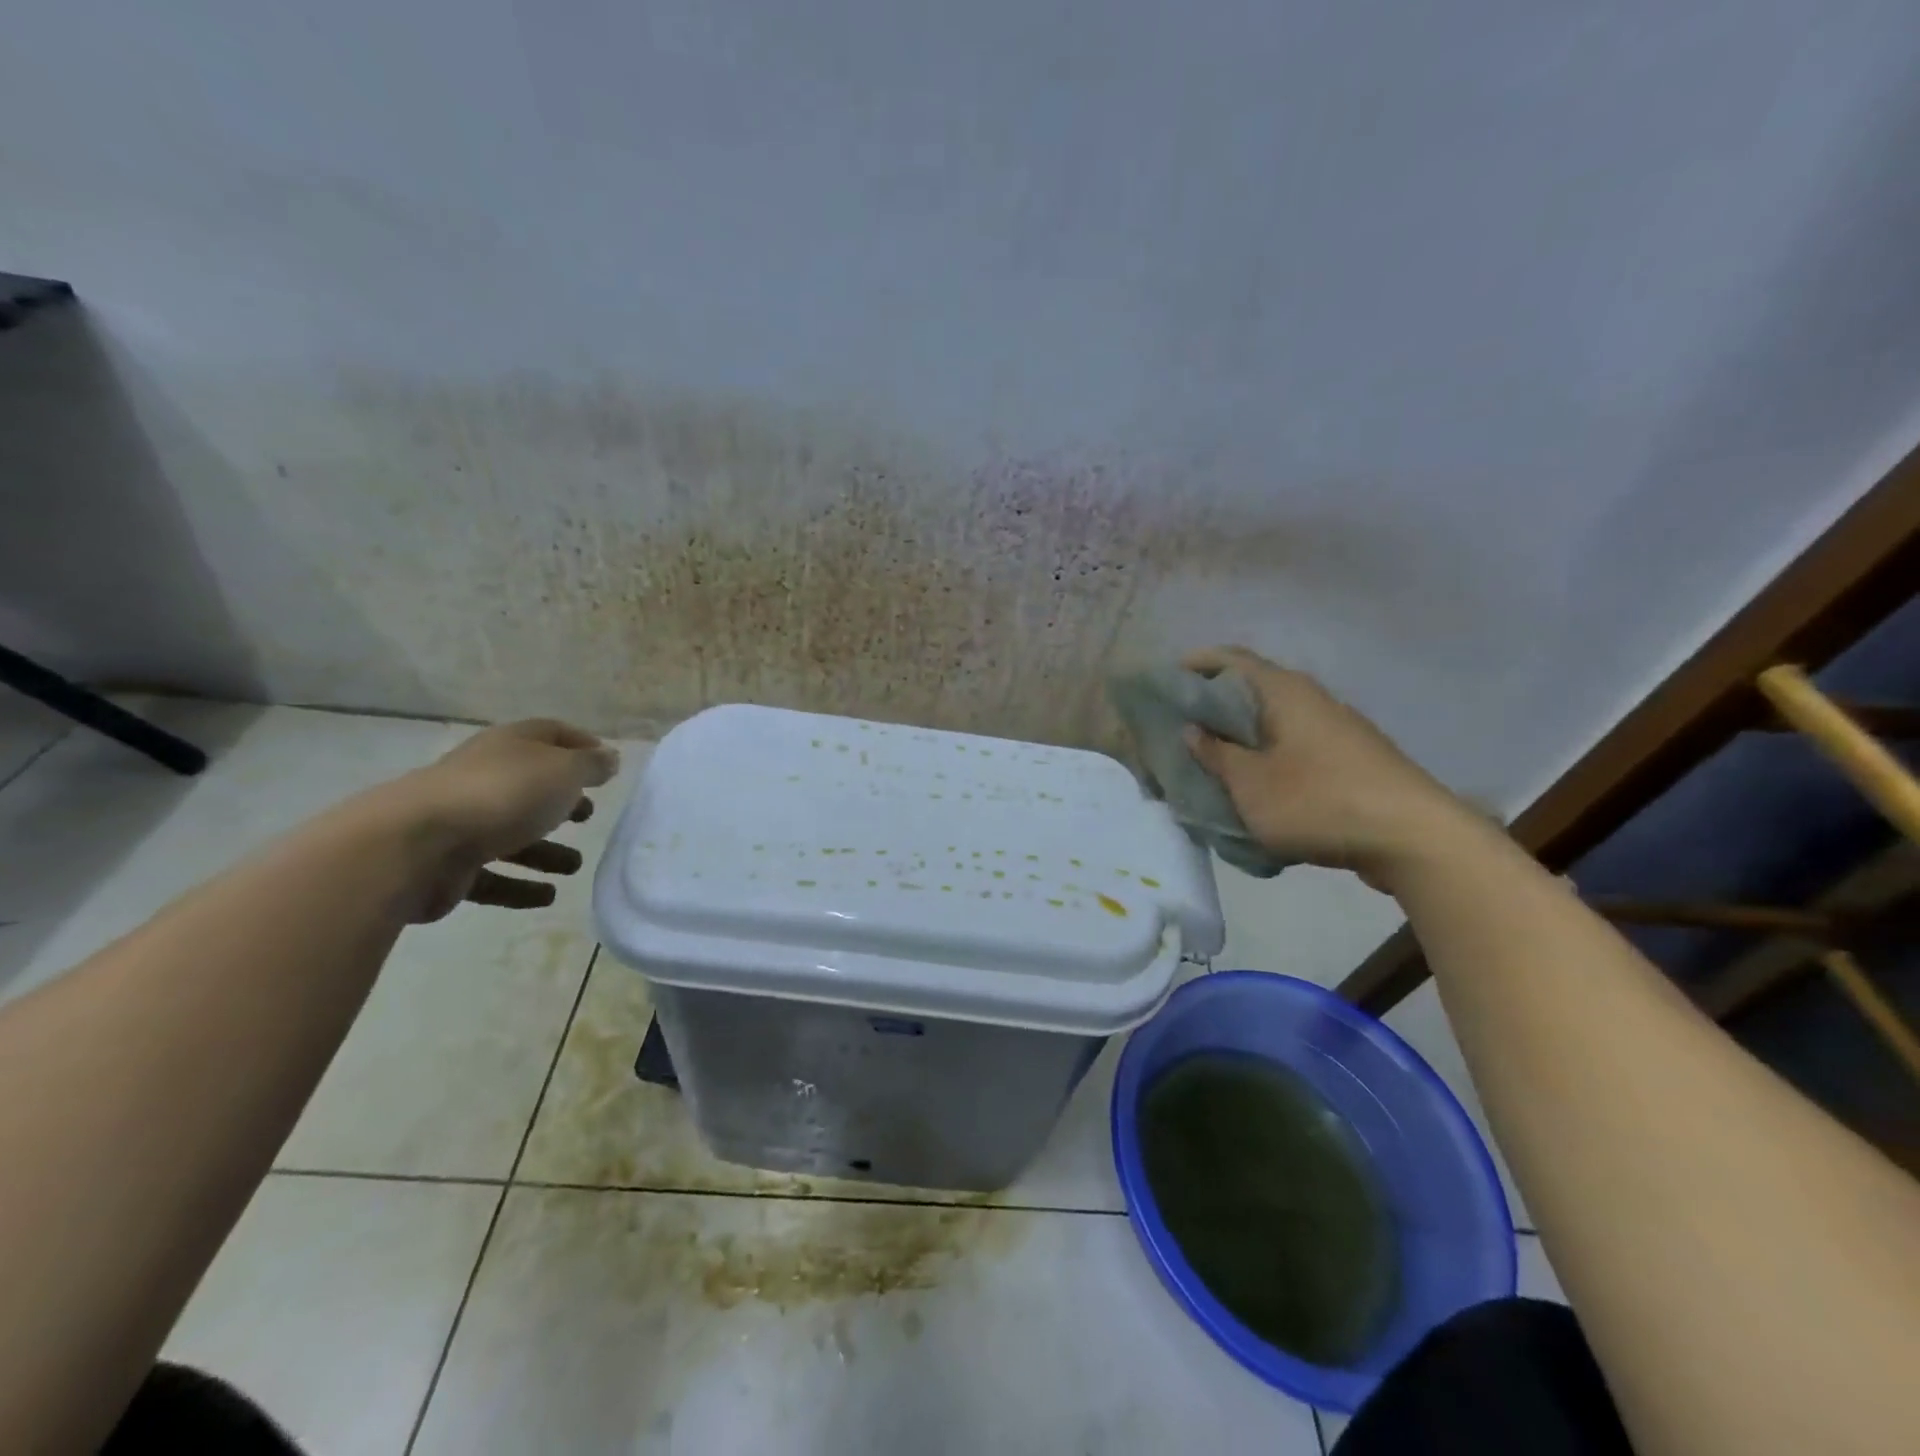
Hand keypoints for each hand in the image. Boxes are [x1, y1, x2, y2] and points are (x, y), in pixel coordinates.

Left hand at [389, 720, 621, 921]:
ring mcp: (463, 821)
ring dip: (545, 850)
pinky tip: (547, 896)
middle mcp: (485, 777)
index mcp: (510, 746)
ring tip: (574, 866)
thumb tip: (608, 758)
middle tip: (588, 814)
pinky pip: (493, 875)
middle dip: (561, 800)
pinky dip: (520, 885)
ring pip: (512, 833)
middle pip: (530, 784)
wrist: (413, 845)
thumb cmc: (502, 794)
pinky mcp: (448, 865)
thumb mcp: (563, 771)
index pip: (551, 734)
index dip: (581, 744)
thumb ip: (591, 765)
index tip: (607, 764)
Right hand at [1181, 647, 1473, 889]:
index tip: (1164, 681)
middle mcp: (1310, 699)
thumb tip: (1194, 730)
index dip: (1194, 664)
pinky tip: (1251, 786)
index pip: (1230, 659)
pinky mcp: (1347, 758)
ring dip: (1238, 736)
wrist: (1414, 839)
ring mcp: (1333, 728)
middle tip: (1178, 727)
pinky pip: (1292, 746)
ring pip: (1272, 721)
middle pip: (1250, 689)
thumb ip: (1217, 755)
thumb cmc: (1319, 801)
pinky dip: (1264, 756)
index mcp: (1283, 691)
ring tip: (1208, 760)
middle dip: (1212, 705)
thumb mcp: (1251, 784)